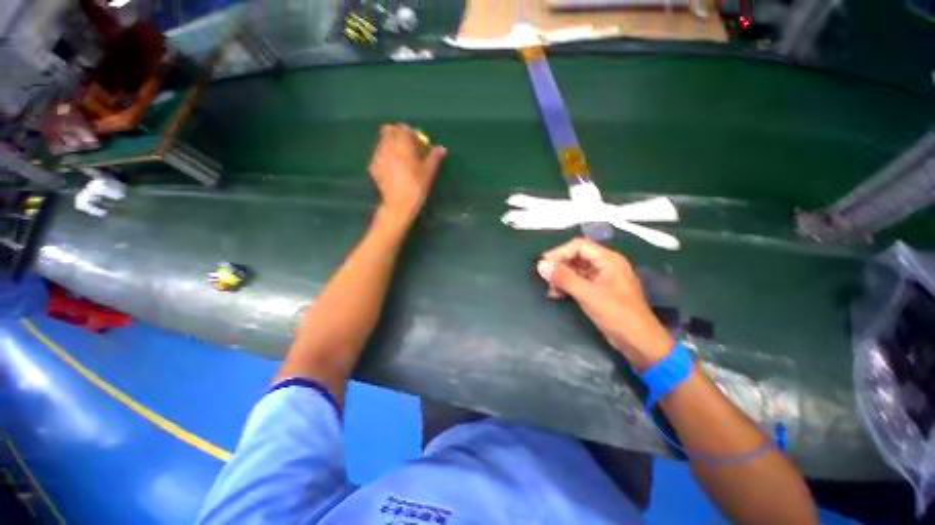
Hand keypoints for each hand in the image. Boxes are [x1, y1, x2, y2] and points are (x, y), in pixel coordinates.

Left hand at [369, 123, 446, 224]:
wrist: (398, 205)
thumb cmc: (416, 187)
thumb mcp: (428, 173)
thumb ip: (434, 158)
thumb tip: (441, 148)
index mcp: (402, 146)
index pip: (403, 128)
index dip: (410, 133)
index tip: (417, 143)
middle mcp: (387, 147)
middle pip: (388, 131)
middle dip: (397, 136)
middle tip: (407, 148)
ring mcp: (378, 157)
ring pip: (382, 143)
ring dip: (391, 145)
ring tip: (400, 160)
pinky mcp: (373, 168)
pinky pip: (379, 155)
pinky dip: (385, 157)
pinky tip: (392, 170)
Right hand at [537, 238, 673, 370]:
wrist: (639, 343)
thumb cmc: (617, 315)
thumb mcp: (588, 295)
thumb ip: (564, 278)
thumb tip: (541, 265)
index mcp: (608, 260)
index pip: (579, 246)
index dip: (559, 253)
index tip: (544, 265)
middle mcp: (606, 265)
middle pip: (577, 256)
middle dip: (559, 266)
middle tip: (545, 278)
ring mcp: (603, 278)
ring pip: (576, 269)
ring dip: (562, 277)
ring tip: (550, 289)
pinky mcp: (599, 291)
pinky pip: (579, 281)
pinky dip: (567, 285)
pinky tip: (557, 294)